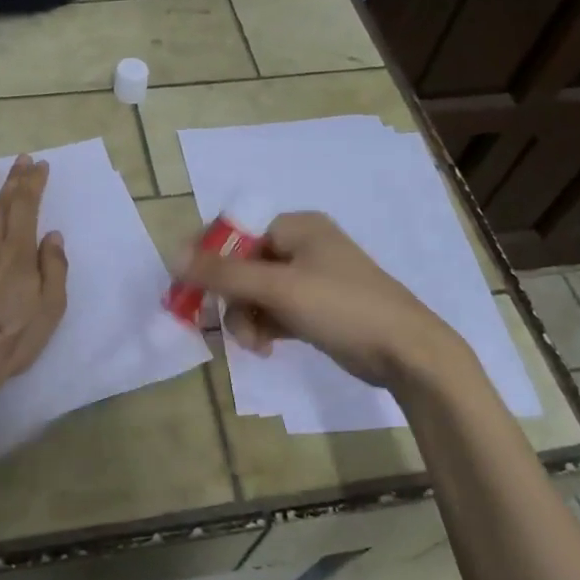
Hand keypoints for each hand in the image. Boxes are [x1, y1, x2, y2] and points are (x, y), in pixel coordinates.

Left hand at [0, 155, 68, 400]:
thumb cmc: (11, 340)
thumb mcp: (50, 309)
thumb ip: (54, 268)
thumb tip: (52, 235)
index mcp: (17, 253)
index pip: (26, 207)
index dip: (32, 184)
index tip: (37, 165)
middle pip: (1, 205)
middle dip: (12, 180)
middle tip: (19, 159)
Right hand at [179, 211, 469, 389]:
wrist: (407, 352)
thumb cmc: (343, 308)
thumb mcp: (279, 288)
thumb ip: (224, 274)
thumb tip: (173, 256)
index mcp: (296, 227)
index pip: (235, 232)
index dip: (208, 259)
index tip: (189, 290)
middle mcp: (302, 245)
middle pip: (243, 266)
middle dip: (233, 300)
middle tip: (231, 329)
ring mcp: (310, 278)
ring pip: (256, 293)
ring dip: (247, 319)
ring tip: (255, 345)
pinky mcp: (316, 308)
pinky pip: (274, 311)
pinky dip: (265, 327)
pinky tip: (266, 348)